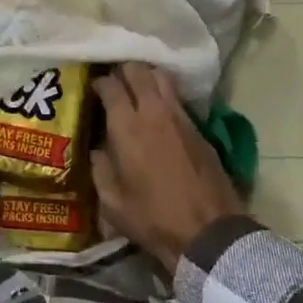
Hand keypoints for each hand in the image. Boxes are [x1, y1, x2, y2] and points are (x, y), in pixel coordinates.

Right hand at [92, 63, 243, 277]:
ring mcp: (179, 115)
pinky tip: (159, 111)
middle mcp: (153, 110)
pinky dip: (164, 94)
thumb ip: (99, 169)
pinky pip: (177, 97)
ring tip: (137, 90)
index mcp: (127, 126)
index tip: (93, 89)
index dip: (99, 82)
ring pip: (160, 76)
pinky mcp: (198, 126)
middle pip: (137, 70)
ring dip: (146, 77)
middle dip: (123, 71)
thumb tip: (96, 149)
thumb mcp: (112, 203)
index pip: (110, 85)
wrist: (209, 232)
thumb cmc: (154, 219)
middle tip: (115, 84)